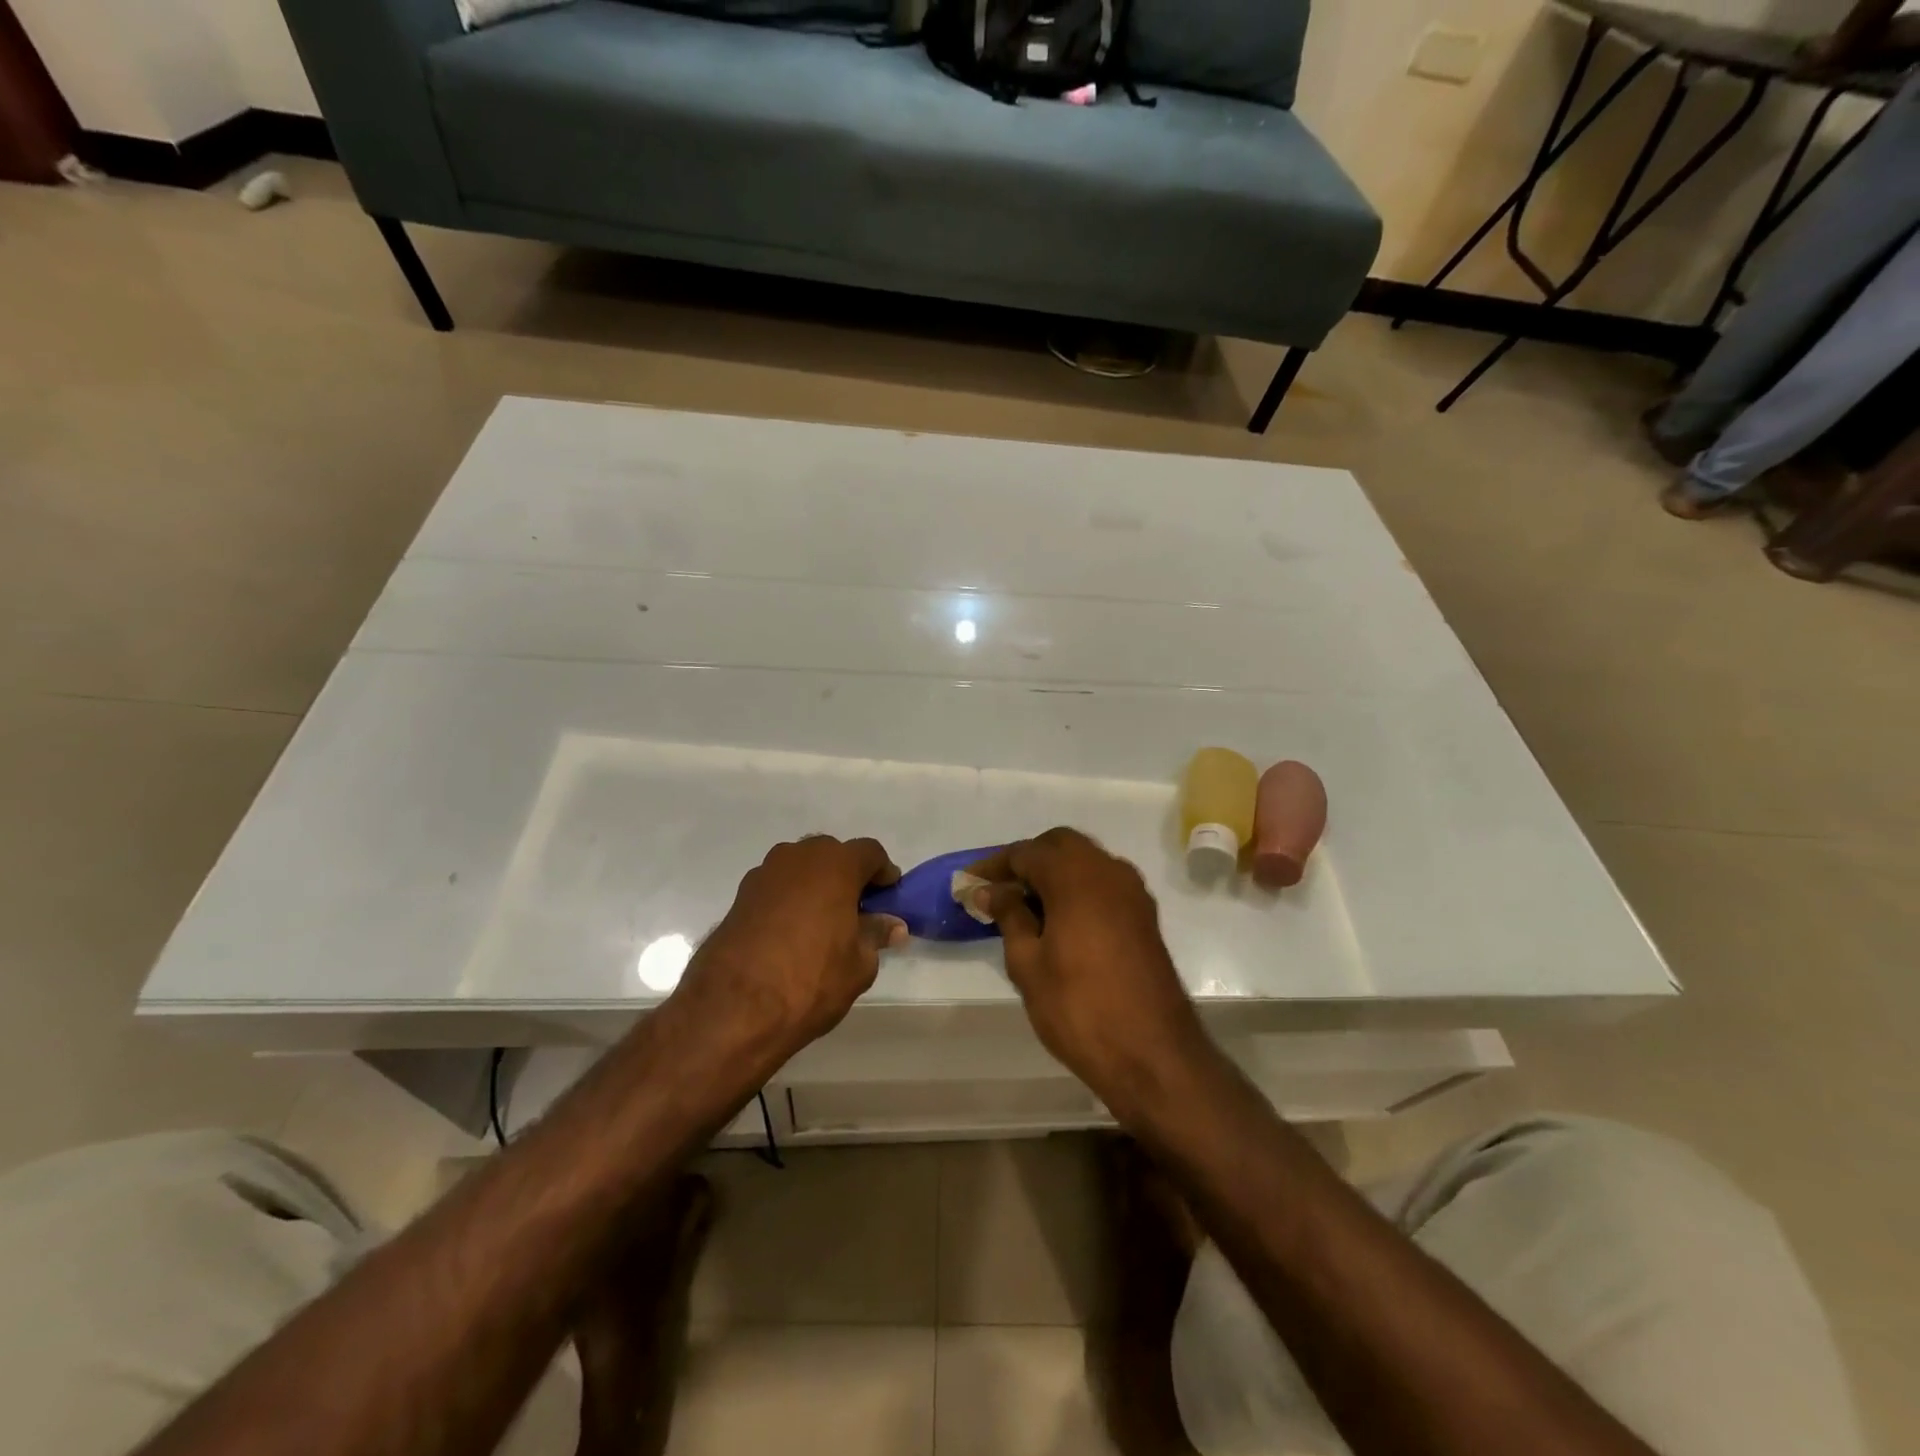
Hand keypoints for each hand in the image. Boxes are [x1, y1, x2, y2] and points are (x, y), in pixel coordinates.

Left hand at [676, 837, 905, 1057]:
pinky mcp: (739, 896)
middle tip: (857, 910)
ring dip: (816, 886)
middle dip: (847, 876)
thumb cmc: (810, 979)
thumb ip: (875, 935)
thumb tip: (891, 925)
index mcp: (835, 864)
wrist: (733, 1008)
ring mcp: (764, 874)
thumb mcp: (858, 964)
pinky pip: (776, 888)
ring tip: (823, 923)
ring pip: (800, 869)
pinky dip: (789, 900)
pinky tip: (792, 933)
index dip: (883, 873)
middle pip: (832, 855)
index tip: (888, 898)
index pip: (870, 853)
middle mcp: (798, 857)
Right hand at [967, 829, 1207, 1109]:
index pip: (1026, 853)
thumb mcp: (1028, 964)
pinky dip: (1077, 889)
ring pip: (1085, 862)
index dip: (994, 866)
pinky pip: (1103, 884)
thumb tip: (991, 891)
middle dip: (1027, 861)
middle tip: (998, 891)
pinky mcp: (1144, 915)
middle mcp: (1108, 870)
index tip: (968, 885)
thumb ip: (1009, 916)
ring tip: (1023, 908)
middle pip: (1060, 846)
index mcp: (1076, 875)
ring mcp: (1132, 892)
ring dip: (1054, 874)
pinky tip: (1058, 921)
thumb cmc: (1079, 1008)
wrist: (1153, 1055)